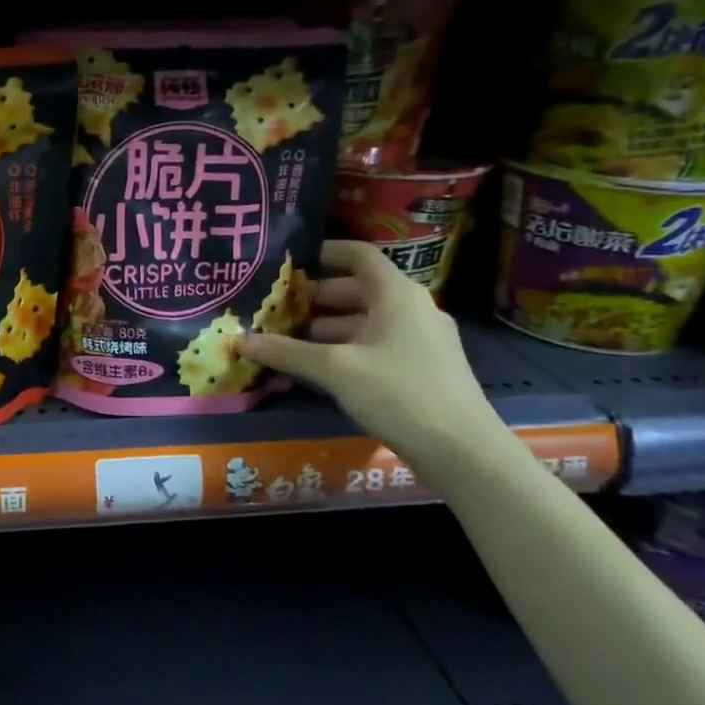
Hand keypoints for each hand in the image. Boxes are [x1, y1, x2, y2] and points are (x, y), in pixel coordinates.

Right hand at [237, 240, 500, 457]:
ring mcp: (420, 339)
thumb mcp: (335, 369)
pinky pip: (376, 343)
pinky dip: (346, 347)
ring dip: (326, 327)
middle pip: (357, 288)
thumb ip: (287, 352)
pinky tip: (318, 367)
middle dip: (315, 297)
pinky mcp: (422, 367)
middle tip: (275, 306)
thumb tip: (240, 341)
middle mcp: (411, 308)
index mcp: (397, 294)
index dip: (323, 252)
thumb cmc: (399, 393)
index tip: (289, 262)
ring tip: (287, 339)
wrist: (463, 451)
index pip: (358, 255)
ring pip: (365, 320)